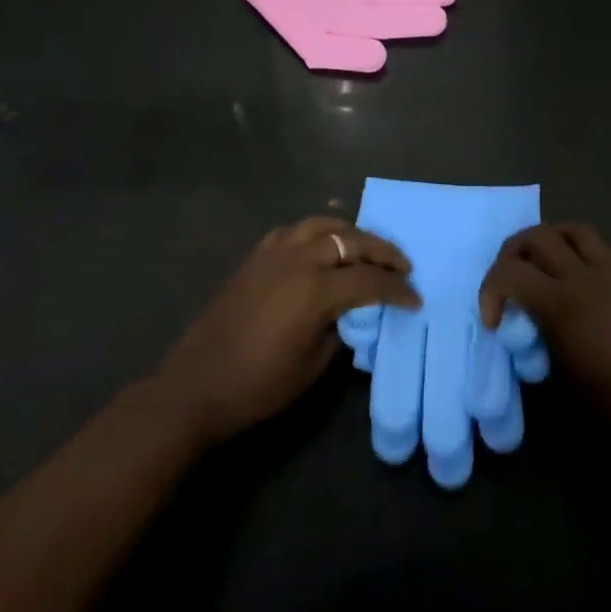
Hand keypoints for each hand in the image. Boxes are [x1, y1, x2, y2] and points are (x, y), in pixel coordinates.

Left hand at [154, 217, 419, 447]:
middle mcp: (299, 260)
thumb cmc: (257, 386)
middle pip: (352, 241)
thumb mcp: (311, 366)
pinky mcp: (256, 256)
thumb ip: (339, 331)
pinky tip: (322, 246)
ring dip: (350, 233)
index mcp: (316, 291)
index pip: (370, 281)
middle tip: (403, 265)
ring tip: (366, 248)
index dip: (396, 290)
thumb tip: (352, 313)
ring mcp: (274, 253)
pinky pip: (294, 231)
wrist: (195, 386)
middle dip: (382, 251)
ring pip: (323, 225)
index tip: (415, 299)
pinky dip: (316, 233)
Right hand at [479, 224, 610, 448]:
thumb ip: (536, 343)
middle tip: (507, 285)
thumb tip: (522, 331)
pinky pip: (594, 244)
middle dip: (511, 254)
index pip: (510, 272)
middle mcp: (582, 277)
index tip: (493, 322)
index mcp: (562, 305)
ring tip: (536, 267)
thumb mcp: (562, 381)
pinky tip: (569, 274)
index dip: (490, 291)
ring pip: (568, 229)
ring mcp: (608, 272)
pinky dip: (573, 248)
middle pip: (536, 236)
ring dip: (545, 241)